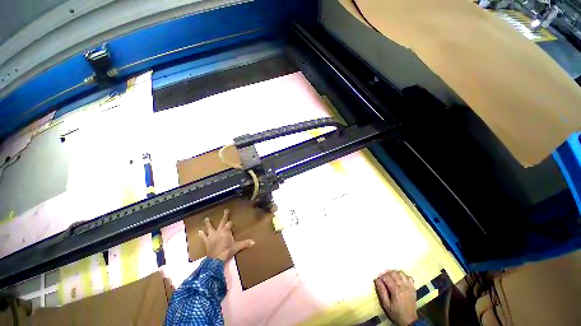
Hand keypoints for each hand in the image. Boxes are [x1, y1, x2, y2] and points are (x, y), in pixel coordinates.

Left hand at [198, 209, 254, 261]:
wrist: (215, 260)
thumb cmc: (227, 251)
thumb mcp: (237, 247)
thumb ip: (245, 244)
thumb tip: (254, 242)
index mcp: (226, 231)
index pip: (230, 224)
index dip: (231, 223)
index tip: (232, 223)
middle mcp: (219, 231)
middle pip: (222, 221)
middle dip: (225, 215)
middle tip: (226, 210)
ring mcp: (212, 235)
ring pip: (210, 227)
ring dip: (208, 223)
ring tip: (206, 218)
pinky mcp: (207, 241)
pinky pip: (204, 237)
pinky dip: (202, 234)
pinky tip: (199, 231)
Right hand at [375, 270, 417, 325]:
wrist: (409, 321)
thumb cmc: (396, 313)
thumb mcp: (385, 305)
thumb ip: (381, 291)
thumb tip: (377, 280)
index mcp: (396, 291)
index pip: (387, 277)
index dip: (381, 277)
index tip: (379, 280)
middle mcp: (404, 287)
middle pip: (394, 273)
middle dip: (387, 273)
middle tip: (384, 279)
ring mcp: (410, 287)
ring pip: (401, 273)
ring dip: (395, 273)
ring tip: (391, 278)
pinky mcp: (413, 288)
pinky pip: (408, 277)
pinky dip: (403, 276)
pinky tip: (400, 280)